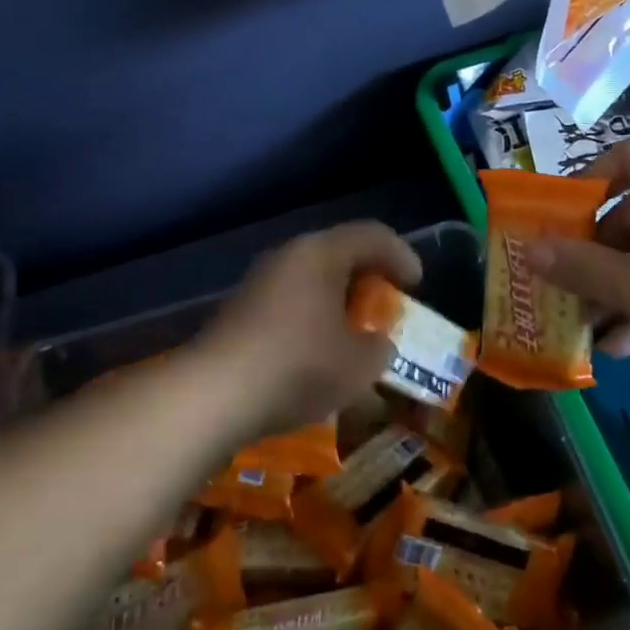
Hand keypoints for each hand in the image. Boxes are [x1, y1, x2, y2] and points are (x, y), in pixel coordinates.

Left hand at [200, 222, 421, 432]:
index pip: (372, 235)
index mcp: (322, 253)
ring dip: (337, 300)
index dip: (401, 255)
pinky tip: (316, 351)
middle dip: (367, 279)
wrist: (214, 393)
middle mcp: (289, 255)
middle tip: (385, 306)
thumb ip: (379, 347)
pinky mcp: (240, 308)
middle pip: (339, 253)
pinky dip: (312, 316)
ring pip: (311, 278)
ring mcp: (259, 280)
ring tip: (353, 332)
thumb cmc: (298, 366)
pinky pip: (289, 300)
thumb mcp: (359, 364)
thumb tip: (377, 343)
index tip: (416, 285)